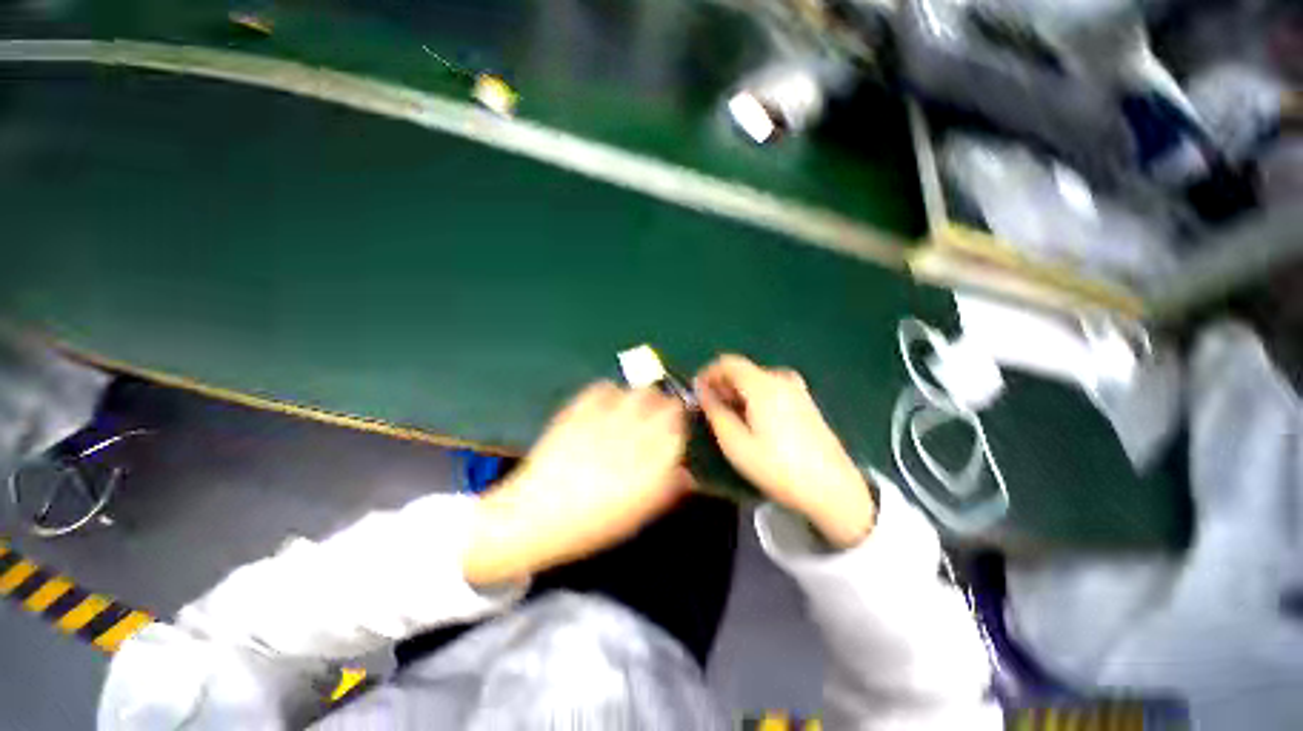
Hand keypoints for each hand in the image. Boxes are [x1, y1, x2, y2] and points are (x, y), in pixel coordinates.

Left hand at [464, 382, 690, 585]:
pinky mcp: (579, 410)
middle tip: (658, 416)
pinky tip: (607, 406)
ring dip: (643, 397)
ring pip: (639, 390)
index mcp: (651, 464)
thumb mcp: (638, 515)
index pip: (680, 427)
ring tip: (634, 409)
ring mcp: (605, 419)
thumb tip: (687, 472)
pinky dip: (612, 393)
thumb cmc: (591, 524)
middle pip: (664, 402)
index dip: (681, 424)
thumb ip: (667, 490)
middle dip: (667, 406)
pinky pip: (604, 387)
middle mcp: (633, 435)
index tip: (677, 428)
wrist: (535, 516)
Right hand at [697, 355, 874, 547]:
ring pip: (756, 379)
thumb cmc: (777, 467)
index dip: (708, 373)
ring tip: (728, 416)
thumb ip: (715, 412)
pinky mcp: (805, 401)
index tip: (696, 392)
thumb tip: (703, 393)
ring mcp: (797, 389)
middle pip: (743, 370)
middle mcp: (781, 378)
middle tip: (709, 407)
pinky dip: (754, 396)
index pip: (728, 362)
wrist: (832, 488)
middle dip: (722, 384)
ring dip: (737, 391)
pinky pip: (771, 388)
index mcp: (763, 385)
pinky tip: (751, 420)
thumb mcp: (736, 444)